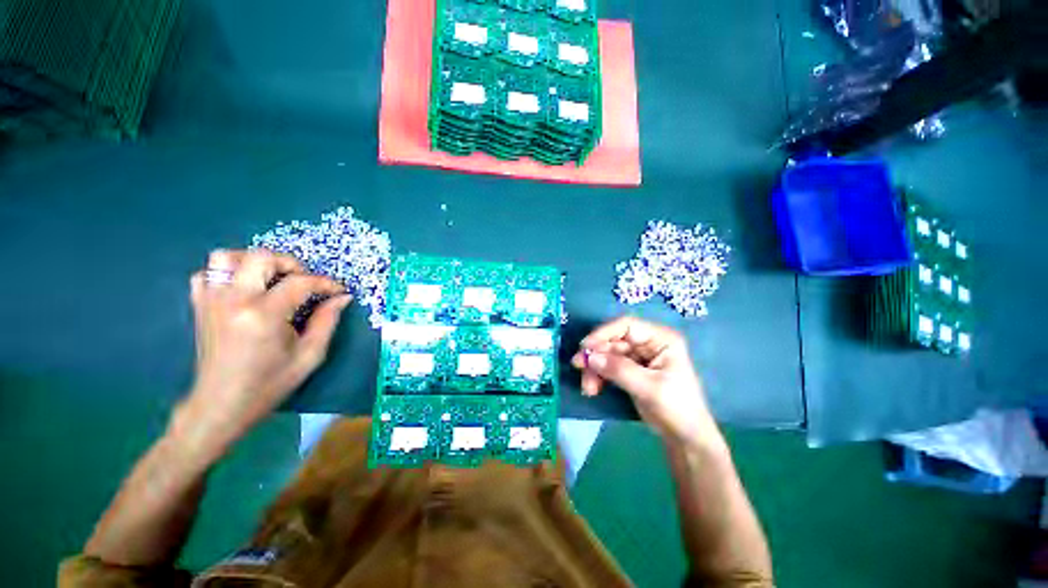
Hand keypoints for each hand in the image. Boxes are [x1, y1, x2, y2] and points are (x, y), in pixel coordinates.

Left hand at [180, 249, 350, 450]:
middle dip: (290, 264)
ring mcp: (211, 300)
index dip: (325, 283)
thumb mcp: (310, 355)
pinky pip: (207, 273)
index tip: (338, 290)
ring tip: (271, 278)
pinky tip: (243, 289)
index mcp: (264, 315)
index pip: (300, 283)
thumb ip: (327, 321)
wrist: (221, 404)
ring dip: (254, 261)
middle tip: (304, 281)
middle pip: (261, 257)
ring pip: (227, 257)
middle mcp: (234, 300)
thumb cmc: (270, 382)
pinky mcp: (199, 305)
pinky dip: (227, 274)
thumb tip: (342, 297)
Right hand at [571, 316, 721, 448]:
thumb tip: (590, 357)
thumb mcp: (649, 388)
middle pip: (613, 341)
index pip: (626, 326)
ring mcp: (638, 357)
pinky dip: (598, 376)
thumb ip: (619, 370)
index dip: (603, 333)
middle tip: (578, 368)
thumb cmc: (677, 409)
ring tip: (588, 388)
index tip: (585, 347)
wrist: (685, 438)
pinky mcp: (630, 370)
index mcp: (660, 339)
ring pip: (607, 354)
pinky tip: (592, 389)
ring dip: (594, 368)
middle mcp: (648, 343)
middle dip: (596, 355)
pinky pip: (608, 366)